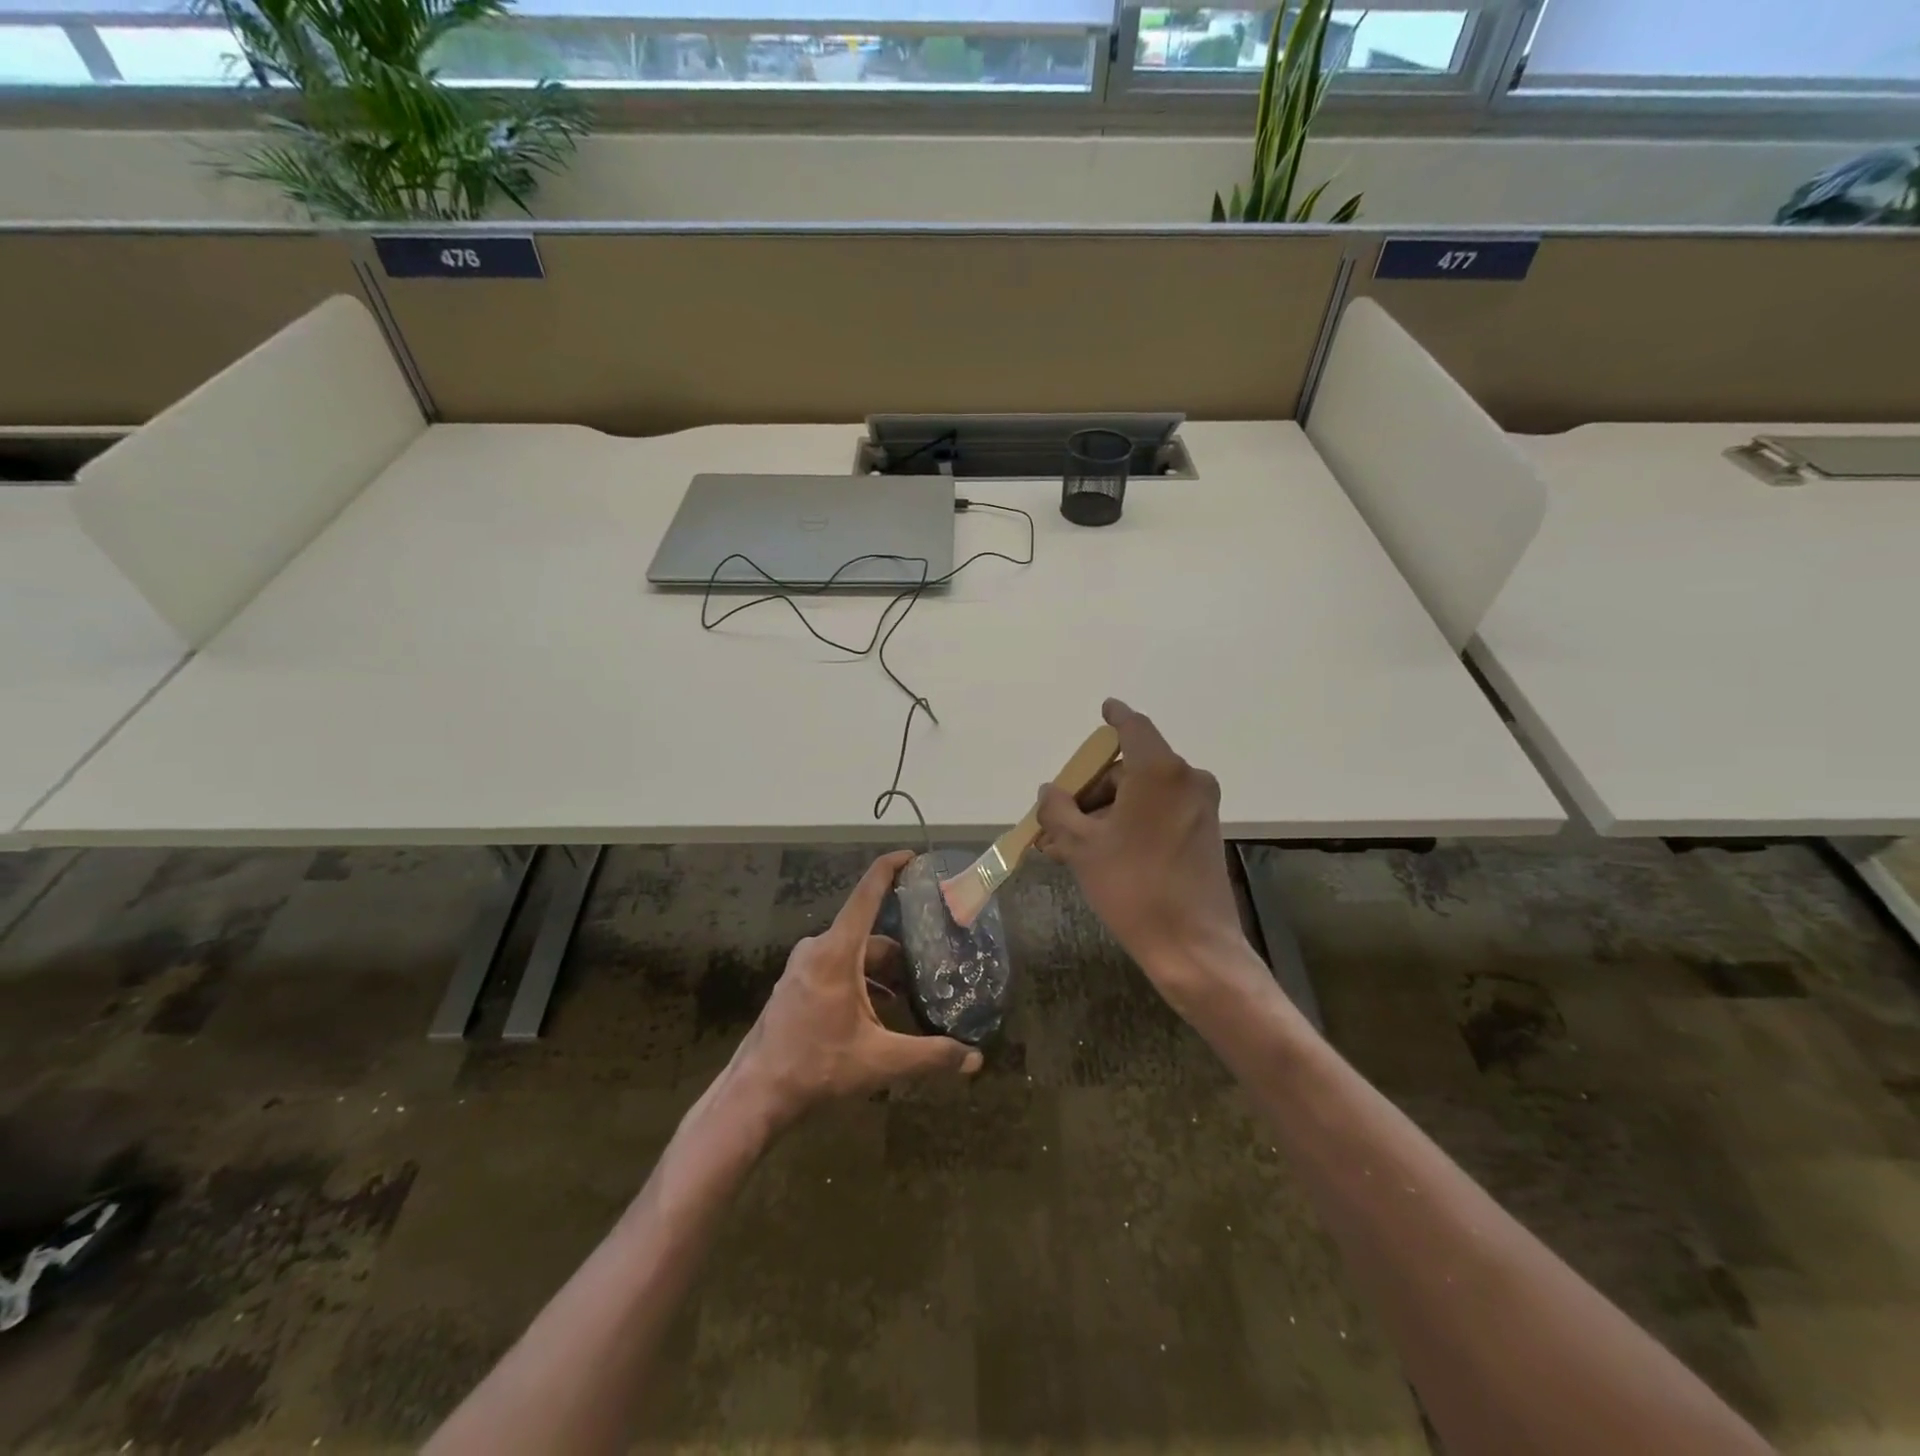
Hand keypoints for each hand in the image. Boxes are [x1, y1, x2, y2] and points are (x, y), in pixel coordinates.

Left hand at [731, 850, 982, 1127]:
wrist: (756, 1094)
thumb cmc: (817, 1067)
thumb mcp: (880, 1061)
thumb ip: (930, 1056)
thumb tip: (975, 1059)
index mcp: (836, 952)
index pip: (867, 894)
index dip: (890, 868)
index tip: (913, 856)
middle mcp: (817, 950)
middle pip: (867, 934)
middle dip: (900, 950)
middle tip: (932, 964)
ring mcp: (802, 967)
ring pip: (852, 955)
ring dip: (880, 972)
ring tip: (910, 997)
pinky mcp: (795, 985)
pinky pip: (835, 968)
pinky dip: (860, 982)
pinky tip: (877, 1014)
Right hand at [1035, 699, 1251, 1014]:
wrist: (1193, 946)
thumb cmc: (1132, 887)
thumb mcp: (1082, 847)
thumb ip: (1058, 810)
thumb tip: (1049, 792)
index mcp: (1159, 771)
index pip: (1133, 727)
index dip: (1115, 716)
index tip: (1104, 709)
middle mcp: (1186, 780)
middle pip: (1130, 768)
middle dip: (1091, 789)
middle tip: (1058, 817)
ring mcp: (1200, 807)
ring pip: (1142, 794)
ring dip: (1106, 811)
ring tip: (1068, 845)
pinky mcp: (1204, 832)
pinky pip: (1159, 813)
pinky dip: (1130, 822)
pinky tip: (1099, 852)